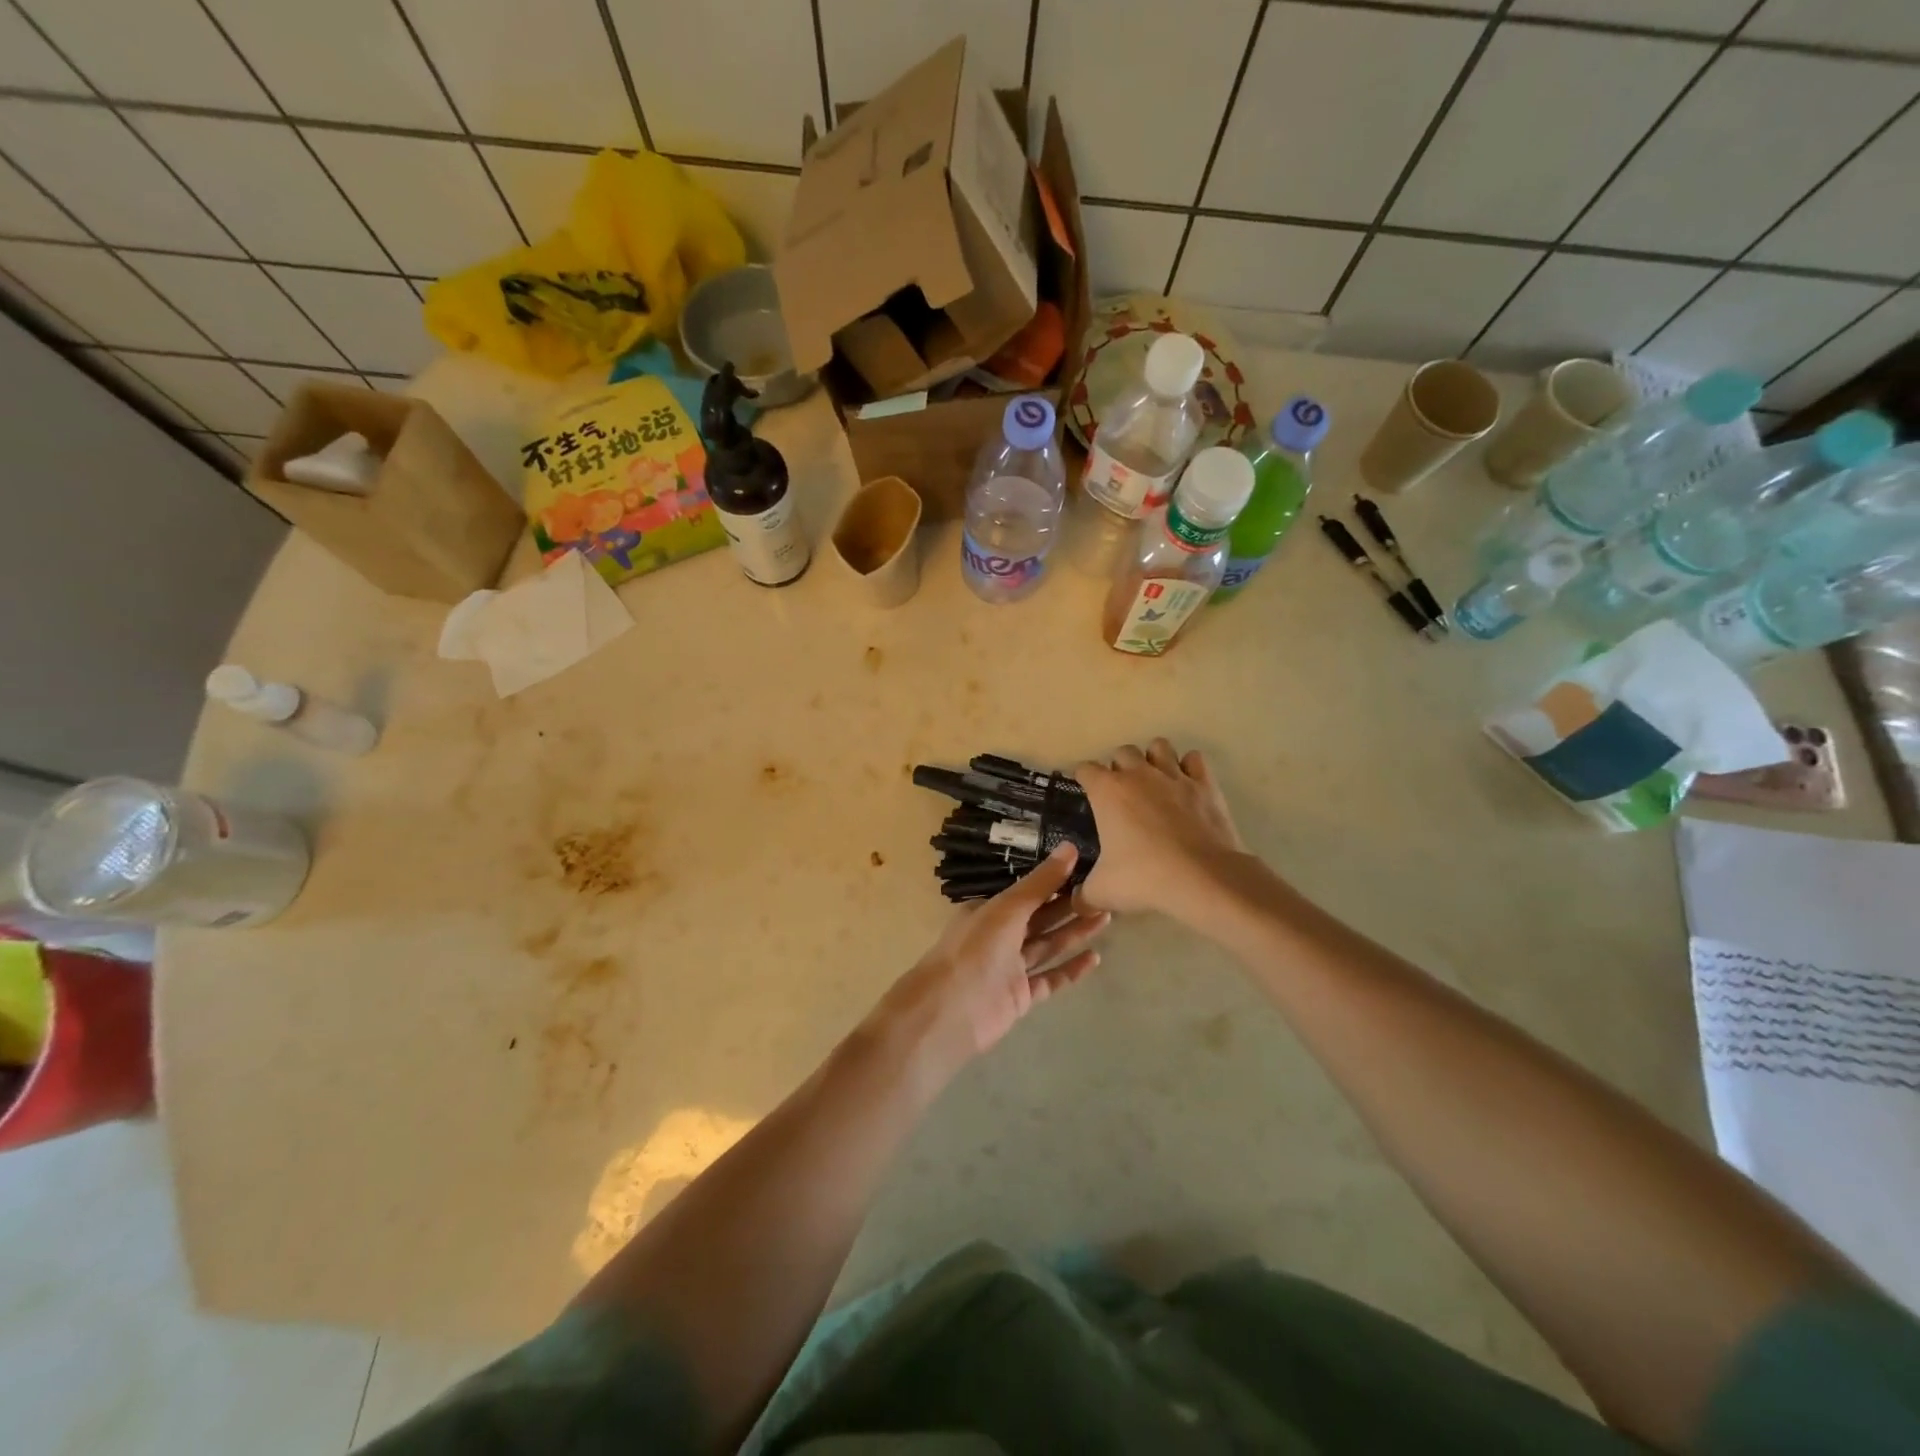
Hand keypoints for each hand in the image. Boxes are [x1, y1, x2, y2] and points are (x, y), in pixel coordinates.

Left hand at [873, 844, 1108, 1075]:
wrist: (949, 1012)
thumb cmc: (975, 950)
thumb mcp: (1007, 908)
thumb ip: (1040, 883)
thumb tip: (1070, 847)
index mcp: (990, 910)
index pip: (1029, 892)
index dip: (1056, 881)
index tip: (1087, 869)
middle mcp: (1000, 936)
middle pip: (1041, 918)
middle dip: (1070, 906)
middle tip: (1106, 893)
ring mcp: (1010, 968)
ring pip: (1048, 945)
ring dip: (1075, 933)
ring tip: (1107, 917)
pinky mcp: (1021, 996)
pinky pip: (1050, 978)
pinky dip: (1071, 969)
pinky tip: (1095, 958)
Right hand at [1075, 739, 1246, 920]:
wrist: (1202, 878)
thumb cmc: (1144, 878)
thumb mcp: (1103, 892)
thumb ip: (1083, 895)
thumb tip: (1075, 902)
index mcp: (1107, 791)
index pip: (1085, 769)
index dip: (1083, 778)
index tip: (1085, 791)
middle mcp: (1138, 774)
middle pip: (1122, 751)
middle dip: (1119, 766)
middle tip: (1122, 792)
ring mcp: (1174, 775)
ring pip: (1159, 746)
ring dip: (1153, 758)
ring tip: (1154, 780)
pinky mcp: (1204, 784)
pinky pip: (1194, 760)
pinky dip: (1189, 767)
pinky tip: (1186, 785)